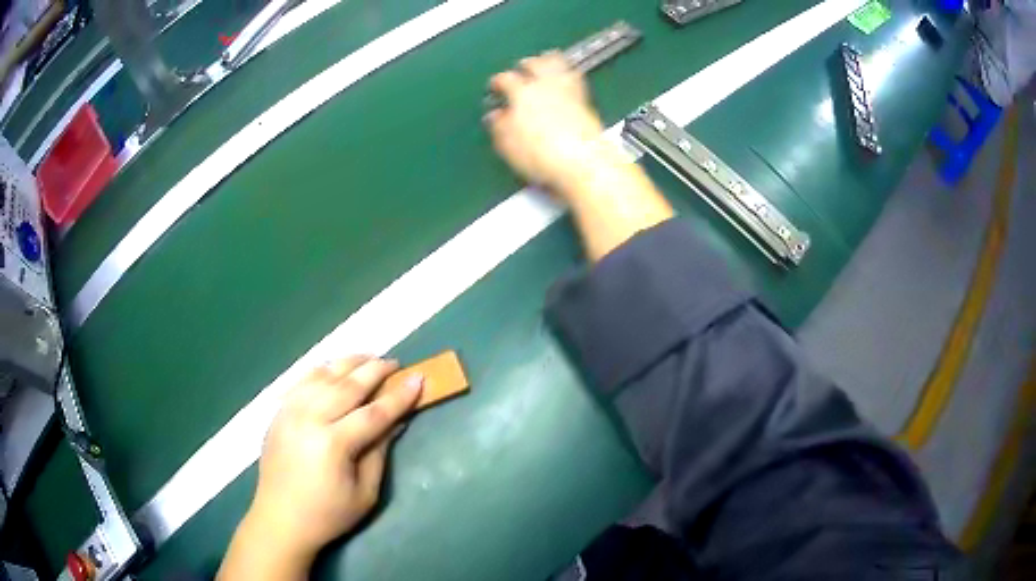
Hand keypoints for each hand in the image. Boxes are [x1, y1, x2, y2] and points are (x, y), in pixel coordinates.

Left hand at [218, 356, 422, 580]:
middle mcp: (309, 419)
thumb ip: (379, 452)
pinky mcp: (279, 412)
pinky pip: (301, 381)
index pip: (373, 412)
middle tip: (395, 363)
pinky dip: (322, 371)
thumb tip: (395, 420)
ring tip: (368, 359)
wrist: (280, 519)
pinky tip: (335, 369)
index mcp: (333, 443)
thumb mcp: (365, 492)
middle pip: (347, 385)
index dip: (398, 396)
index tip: (418, 378)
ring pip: (323, 376)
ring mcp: (289, 412)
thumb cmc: (328, 514)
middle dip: (375, 370)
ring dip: (348, 364)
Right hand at [485, 52, 606, 190]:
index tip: (495, 86)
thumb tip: (495, 116)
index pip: (506, 79)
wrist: (583, 161)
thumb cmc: (543, 155)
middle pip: (534, 65)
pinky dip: (570, 73)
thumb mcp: (509, 145)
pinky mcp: (586, 101)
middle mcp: (545, 86)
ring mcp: (568, 91)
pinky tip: (571, 75)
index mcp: (522, 93)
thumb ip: (500, 126)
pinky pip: (576, 79)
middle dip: (526, 64)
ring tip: (547, 57)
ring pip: (558, 65)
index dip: (498, 81)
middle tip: (522, 65)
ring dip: (550, 60)